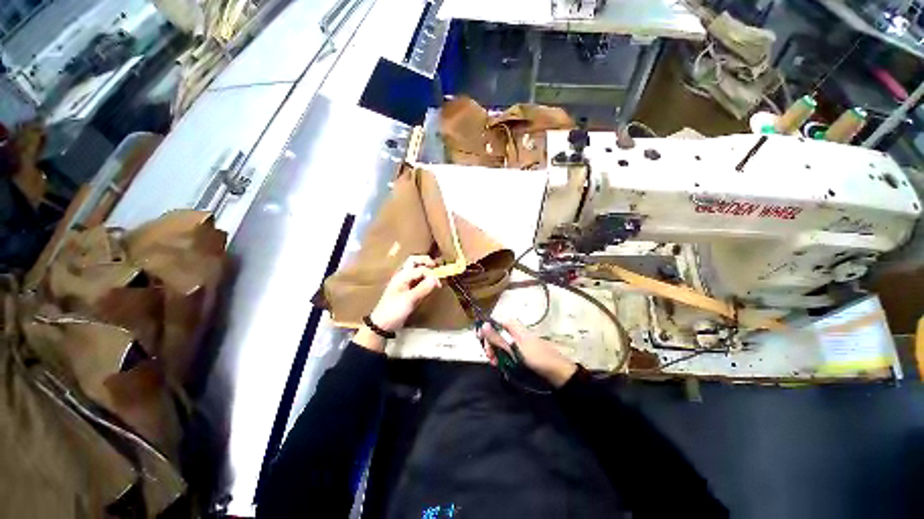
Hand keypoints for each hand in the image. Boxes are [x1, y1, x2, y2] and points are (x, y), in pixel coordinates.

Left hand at [355, 255, 440, 351]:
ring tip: (436, 275)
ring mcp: (406, 284)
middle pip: (415, 262)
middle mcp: (404, 277)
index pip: (420, 269)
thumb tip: (436, 278)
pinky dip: (425, 280)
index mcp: (402, 276)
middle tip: (436, 267)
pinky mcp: (408, 292)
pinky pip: (418, 281)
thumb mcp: (409, 299)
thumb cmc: (393, 310)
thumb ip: (423, 288)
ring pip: (417, 271)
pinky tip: (431, 285)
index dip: (431, 273)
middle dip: (426, 262)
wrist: (382, 324)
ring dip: (426, 270)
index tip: (439, 282)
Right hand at [479, 319, 576, 387]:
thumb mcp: (514, 349)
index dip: (487, 328)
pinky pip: (508, 352)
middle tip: (490, 358)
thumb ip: (498, 338)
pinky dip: (504, 358)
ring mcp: (519, 343)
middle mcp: (516, 333)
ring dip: (496, 353)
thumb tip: (483, 324)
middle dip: (491, 345)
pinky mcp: (522, 353)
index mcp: (515, 328)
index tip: (479, 338)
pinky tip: (503, 367)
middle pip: (498, 334)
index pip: (496, 322)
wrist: (558, 372)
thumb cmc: (536, 358)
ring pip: (502, 344)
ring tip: (496, 364)